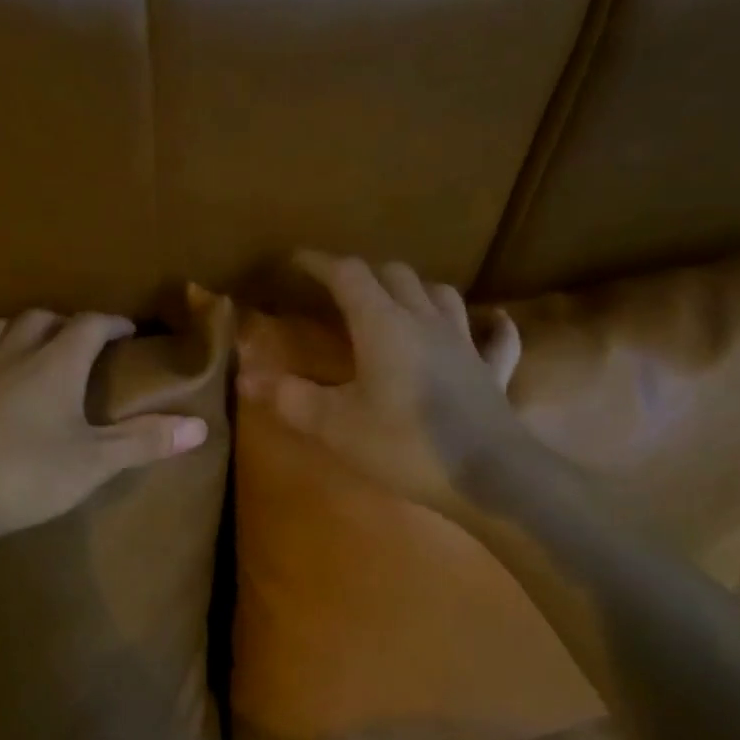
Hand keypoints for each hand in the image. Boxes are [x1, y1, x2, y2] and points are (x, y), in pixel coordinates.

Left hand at [0, 310, 208, 546]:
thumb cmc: (25, 476)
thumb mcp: (94, 463)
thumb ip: (145, 442)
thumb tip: (200, 425)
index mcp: (53, 366)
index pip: (88, 326)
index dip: (110, 323)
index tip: (127, 329)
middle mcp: (9, 358)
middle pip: (37, 320)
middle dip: (62, 323)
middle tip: (77, 340)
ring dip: (11, 332)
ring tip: (24, 347)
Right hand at [237, 253, 521, 511]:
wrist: (489, 477)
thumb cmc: (405, 446)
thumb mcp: (336, 426)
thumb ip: (290, 398)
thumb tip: (245, 378)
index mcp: (383, 325)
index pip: (348, 275)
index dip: (319, 263)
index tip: (296, 262)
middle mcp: (425, 320)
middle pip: (395, 275)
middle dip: (364, 274)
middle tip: (340, 290)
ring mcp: (465, 342)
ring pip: (440, 294)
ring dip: (414, 289)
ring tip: (397, 302)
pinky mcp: (492, 371)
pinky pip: (494, 337)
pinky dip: (487, 325)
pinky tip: (489, 323)